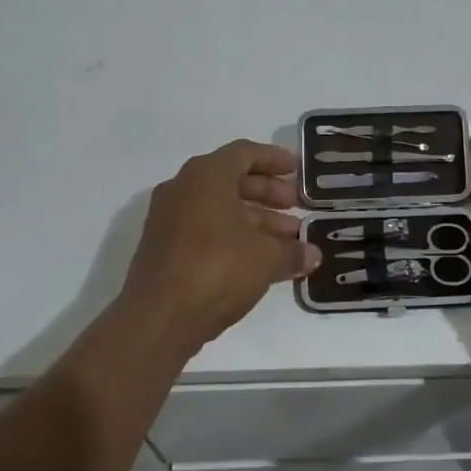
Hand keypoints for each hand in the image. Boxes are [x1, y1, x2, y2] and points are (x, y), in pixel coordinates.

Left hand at [115, 140, 321, 358]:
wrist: (158, 318)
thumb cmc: (217, 268)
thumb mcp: (266, 258)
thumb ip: (292, 251)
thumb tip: (312, 255)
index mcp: (206, 175)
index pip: (244, 153)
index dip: (273, 159)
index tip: (296, 170)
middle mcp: (183, 189)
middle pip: (231, 180)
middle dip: (267, 193)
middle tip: (295, 206)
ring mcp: (169, 219)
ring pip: (219, 208)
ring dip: (254, 219)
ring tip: (288, 239)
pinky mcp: (164, 248)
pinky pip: (205, 230)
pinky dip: (233, 236)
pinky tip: (260, 259)